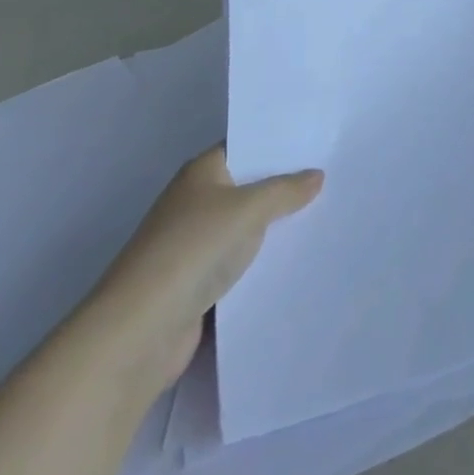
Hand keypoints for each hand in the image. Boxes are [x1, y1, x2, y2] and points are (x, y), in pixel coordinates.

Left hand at [89, 147, 322, 386]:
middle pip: (248, 187)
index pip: (246, 147)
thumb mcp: (249, 209)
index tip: (320, 143)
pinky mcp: (196, 284)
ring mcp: (193, 245)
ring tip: (326, 218)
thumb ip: (285, 190)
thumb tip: (316, 174)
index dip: (279, 145)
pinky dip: (262, 263)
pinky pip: (239, 263)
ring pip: (245, 228)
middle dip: (284, 187)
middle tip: (333, 179)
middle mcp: (195, 202)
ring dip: (275, 228)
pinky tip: (296, 261)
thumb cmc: (193, 250)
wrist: (140, 331)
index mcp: (201, 172)